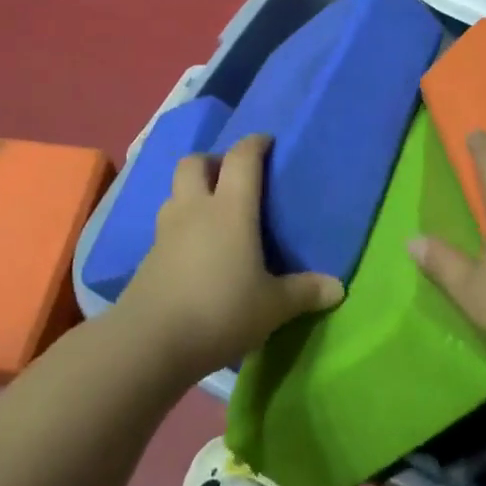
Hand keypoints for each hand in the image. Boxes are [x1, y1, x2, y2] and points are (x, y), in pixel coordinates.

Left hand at [116, 133, 343, 379]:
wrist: (149, 342)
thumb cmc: (220, 311)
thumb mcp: (272, 307)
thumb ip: (304, 293)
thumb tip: (338, 288)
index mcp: (230, 209)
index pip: (241, 158)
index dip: (255, 144)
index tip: (267, 142)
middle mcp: (195, 209)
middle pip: (195, 162)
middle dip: (213, 161)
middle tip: (232, 178)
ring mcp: (166, 231)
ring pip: (175, 192)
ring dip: (192, 192)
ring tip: (212, 214)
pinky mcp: (148, 257)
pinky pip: (166, 225)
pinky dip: (181, 226)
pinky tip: (194, 251)